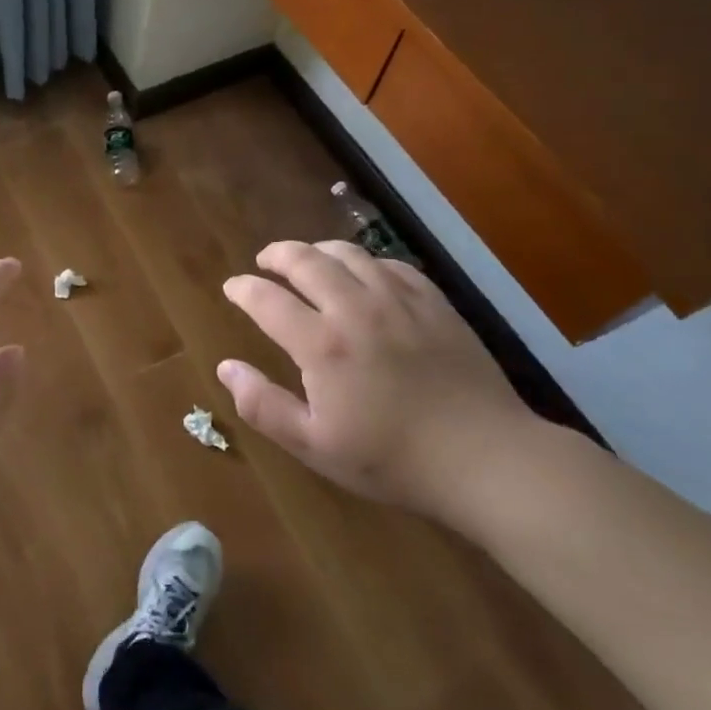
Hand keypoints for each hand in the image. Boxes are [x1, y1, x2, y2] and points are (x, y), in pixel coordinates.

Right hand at [218, 241, 537, 518]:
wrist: (485, 458)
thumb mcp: (315, 446)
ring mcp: (398, 300)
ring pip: (349, 253)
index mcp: (321, 344)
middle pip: (306, 260)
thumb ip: (263, 405)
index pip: (267, 299)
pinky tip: (364, 274)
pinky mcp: (434, 303)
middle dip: (277, 254)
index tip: (232, 287)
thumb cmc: (392, 459)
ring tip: (308, 259)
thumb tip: (225, 367)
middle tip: (265, 260)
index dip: (243, 289)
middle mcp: (355, 308)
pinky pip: (391, 264)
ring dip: (319, 250)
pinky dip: (366, 262)